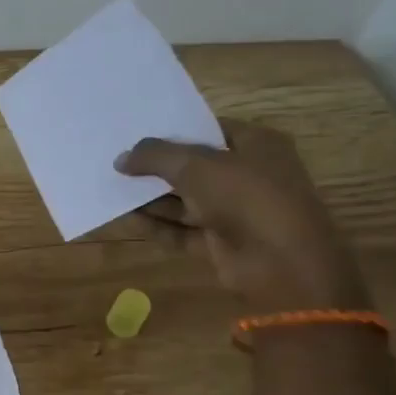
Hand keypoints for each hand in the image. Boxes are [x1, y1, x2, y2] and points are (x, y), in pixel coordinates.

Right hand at [117, 120, 370, 311]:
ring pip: (186, 201)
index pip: (209, 130)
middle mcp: (248, 176)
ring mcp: (236, 212)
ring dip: (153, 198)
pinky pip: (184, 231)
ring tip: (113, 189)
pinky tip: (128, 218)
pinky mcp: (222, 243)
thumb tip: (121, 159)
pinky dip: (158, 226)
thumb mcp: (195, 165)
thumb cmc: (246, 197)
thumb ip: (155, 157)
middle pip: (194, 167)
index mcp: (257, 145)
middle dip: (157, 167)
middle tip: (118, 162)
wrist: (282, 264)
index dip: (174, 131)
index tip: (137, 133)